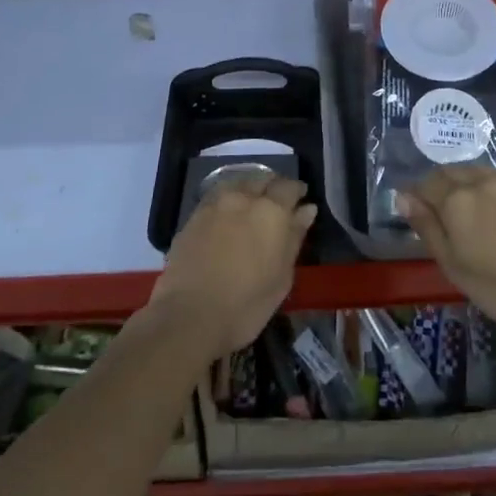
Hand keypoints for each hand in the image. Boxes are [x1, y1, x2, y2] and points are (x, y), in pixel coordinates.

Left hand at [149, 172, 315, 358]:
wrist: (189, 317)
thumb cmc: (246, 305)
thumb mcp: (282, 277)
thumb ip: (295, 237)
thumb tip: (307, 210)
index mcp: (272, 211)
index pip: (289, 187)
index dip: (297, 191)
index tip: (301, 200)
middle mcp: (245, 198)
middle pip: (263, 179)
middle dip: (273, 186)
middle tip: (277, 202)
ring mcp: (216, 204)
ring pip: (238, 182)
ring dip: (250, 188)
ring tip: (252, 204)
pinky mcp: (194, 215)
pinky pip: (217, 195)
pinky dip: (228, 198)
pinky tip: (228, 213)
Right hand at [396, 167, 495, 344]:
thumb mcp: (452, 264)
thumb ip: (426, 226)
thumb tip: (403, 197)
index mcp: (455, 198)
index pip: (425, 185)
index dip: (415, 196)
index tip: (413, 210)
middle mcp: (479, 181)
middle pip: (449, 172)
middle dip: (438, 185)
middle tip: (437, 210)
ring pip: (474, 171)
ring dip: (462, 182)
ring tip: (463, 206)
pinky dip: (485, 187)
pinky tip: (490, 207)